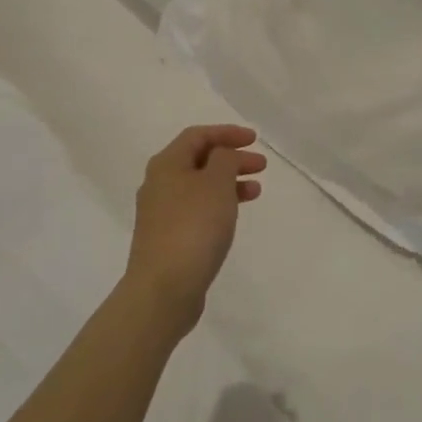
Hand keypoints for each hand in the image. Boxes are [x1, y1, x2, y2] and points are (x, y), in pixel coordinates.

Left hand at [124, 125, 265, 327]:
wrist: (164, 288)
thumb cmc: (193, 227)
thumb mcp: (216, 183)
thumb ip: (224, 159)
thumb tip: (222, 156)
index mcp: (167, 164)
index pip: (198, 135)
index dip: (227, 133)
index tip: (255, 139)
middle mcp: (159, 184)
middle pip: (199, 160)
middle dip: (231, 158)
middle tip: (261, 166)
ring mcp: (161, 213)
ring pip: (200, 186)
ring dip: (229, 183)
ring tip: (256, 191)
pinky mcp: (168, 238)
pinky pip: (197, 209)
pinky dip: (219, 205)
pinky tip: (233, 216)